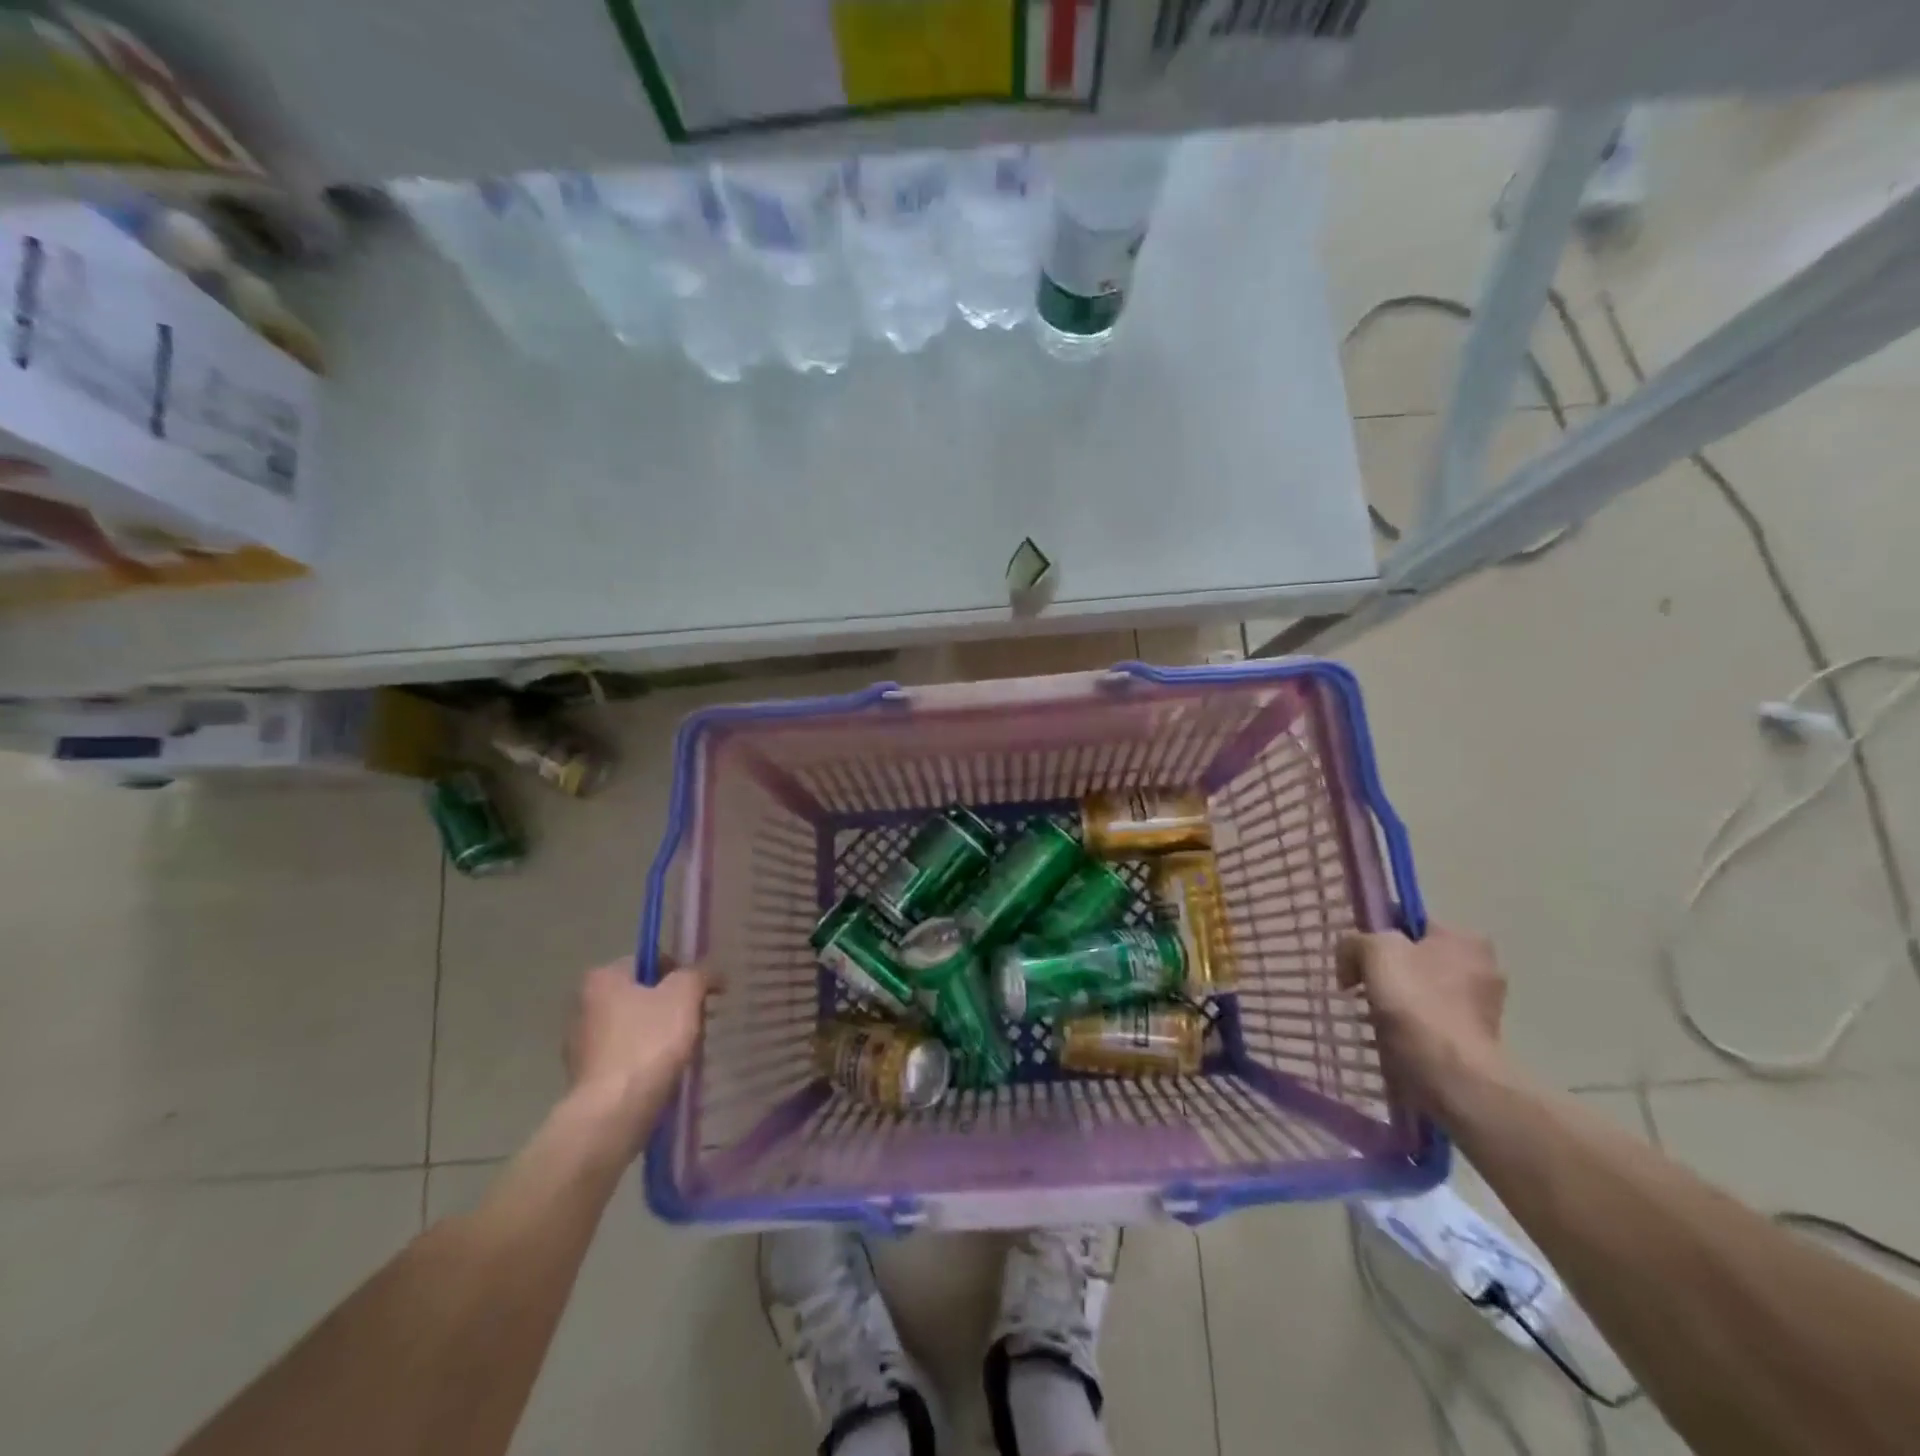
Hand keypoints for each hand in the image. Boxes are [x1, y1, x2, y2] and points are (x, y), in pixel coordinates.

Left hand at [563, 961, 708, 1148]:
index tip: (700, 994)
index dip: (680, 973)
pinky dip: (645, 1062)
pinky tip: (664, 1074)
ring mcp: (580, 1045)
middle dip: (670, 1006)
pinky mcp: (586, 1078)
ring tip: (684, 1051)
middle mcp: (583, 1005)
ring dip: (658, 1035)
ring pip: (634, 1028)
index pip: (649, 962)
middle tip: (696, 1022)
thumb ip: (700, 974)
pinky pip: (625, 1058)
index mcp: (602, 978)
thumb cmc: (648, 1043)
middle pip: (641, 995)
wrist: (614, 1113)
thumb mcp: (685, 995)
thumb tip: (712, 972)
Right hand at [1336, 925, 1507, 1115]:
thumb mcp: (1374, 950)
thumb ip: (1356, 941)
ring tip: (1371, 1011)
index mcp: (1465, 938)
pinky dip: (1410, 1024)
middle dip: (1388, 968)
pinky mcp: (1474, 1038)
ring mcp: (1482, 1006)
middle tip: (1359, 983)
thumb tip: (1351, 958)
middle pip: (1416, 956)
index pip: (1410, 922)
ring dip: (1397, 997)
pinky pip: (1430, 1019)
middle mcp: (1482, 967)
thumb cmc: (1415, 1001)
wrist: (1448, 1072)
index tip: (1357, 955)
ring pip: (1422, 989)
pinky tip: (1390, 1033)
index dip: (1377, 933)